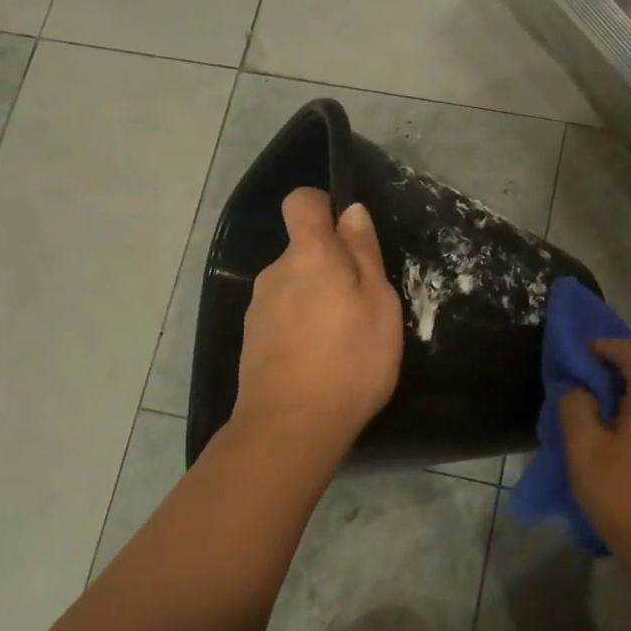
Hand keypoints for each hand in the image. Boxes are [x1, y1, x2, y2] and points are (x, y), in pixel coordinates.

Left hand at [229, 189, 403, 466]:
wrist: (290, 428)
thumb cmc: (349, 359)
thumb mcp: (378, 303)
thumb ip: (363, 253)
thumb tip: (352, 212)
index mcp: (308, 254)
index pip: (302, 202)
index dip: (324, 206)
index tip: (349, 234)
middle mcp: (275, 272)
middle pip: (303, 249)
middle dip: (331, 264)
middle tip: (364, 303)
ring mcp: (259, 308)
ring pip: (295, 285)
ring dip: (318, 298)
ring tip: (345, 338)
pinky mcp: (252, 341)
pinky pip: (284, 316)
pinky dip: (303, 326)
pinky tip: (322, 359)